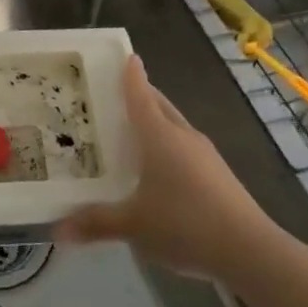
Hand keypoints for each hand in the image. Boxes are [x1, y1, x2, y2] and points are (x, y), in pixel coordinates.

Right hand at [56, 55, 271, 280]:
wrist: (250, 250)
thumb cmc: (184, 224)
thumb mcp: (133, 226)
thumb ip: (96, 223)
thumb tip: (58, 229)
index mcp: (159, 134)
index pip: (140, 94)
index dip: (130, 75)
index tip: (126, 56)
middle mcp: (182, 135)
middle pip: (159, 105)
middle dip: (142, 96)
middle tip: (117, 96)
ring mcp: (205, 154)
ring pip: (175, 126)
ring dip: (157, 122)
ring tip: (134, 132)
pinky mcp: (219, 175)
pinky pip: (187, 148)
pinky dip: (170, 146)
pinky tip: (162, 170)